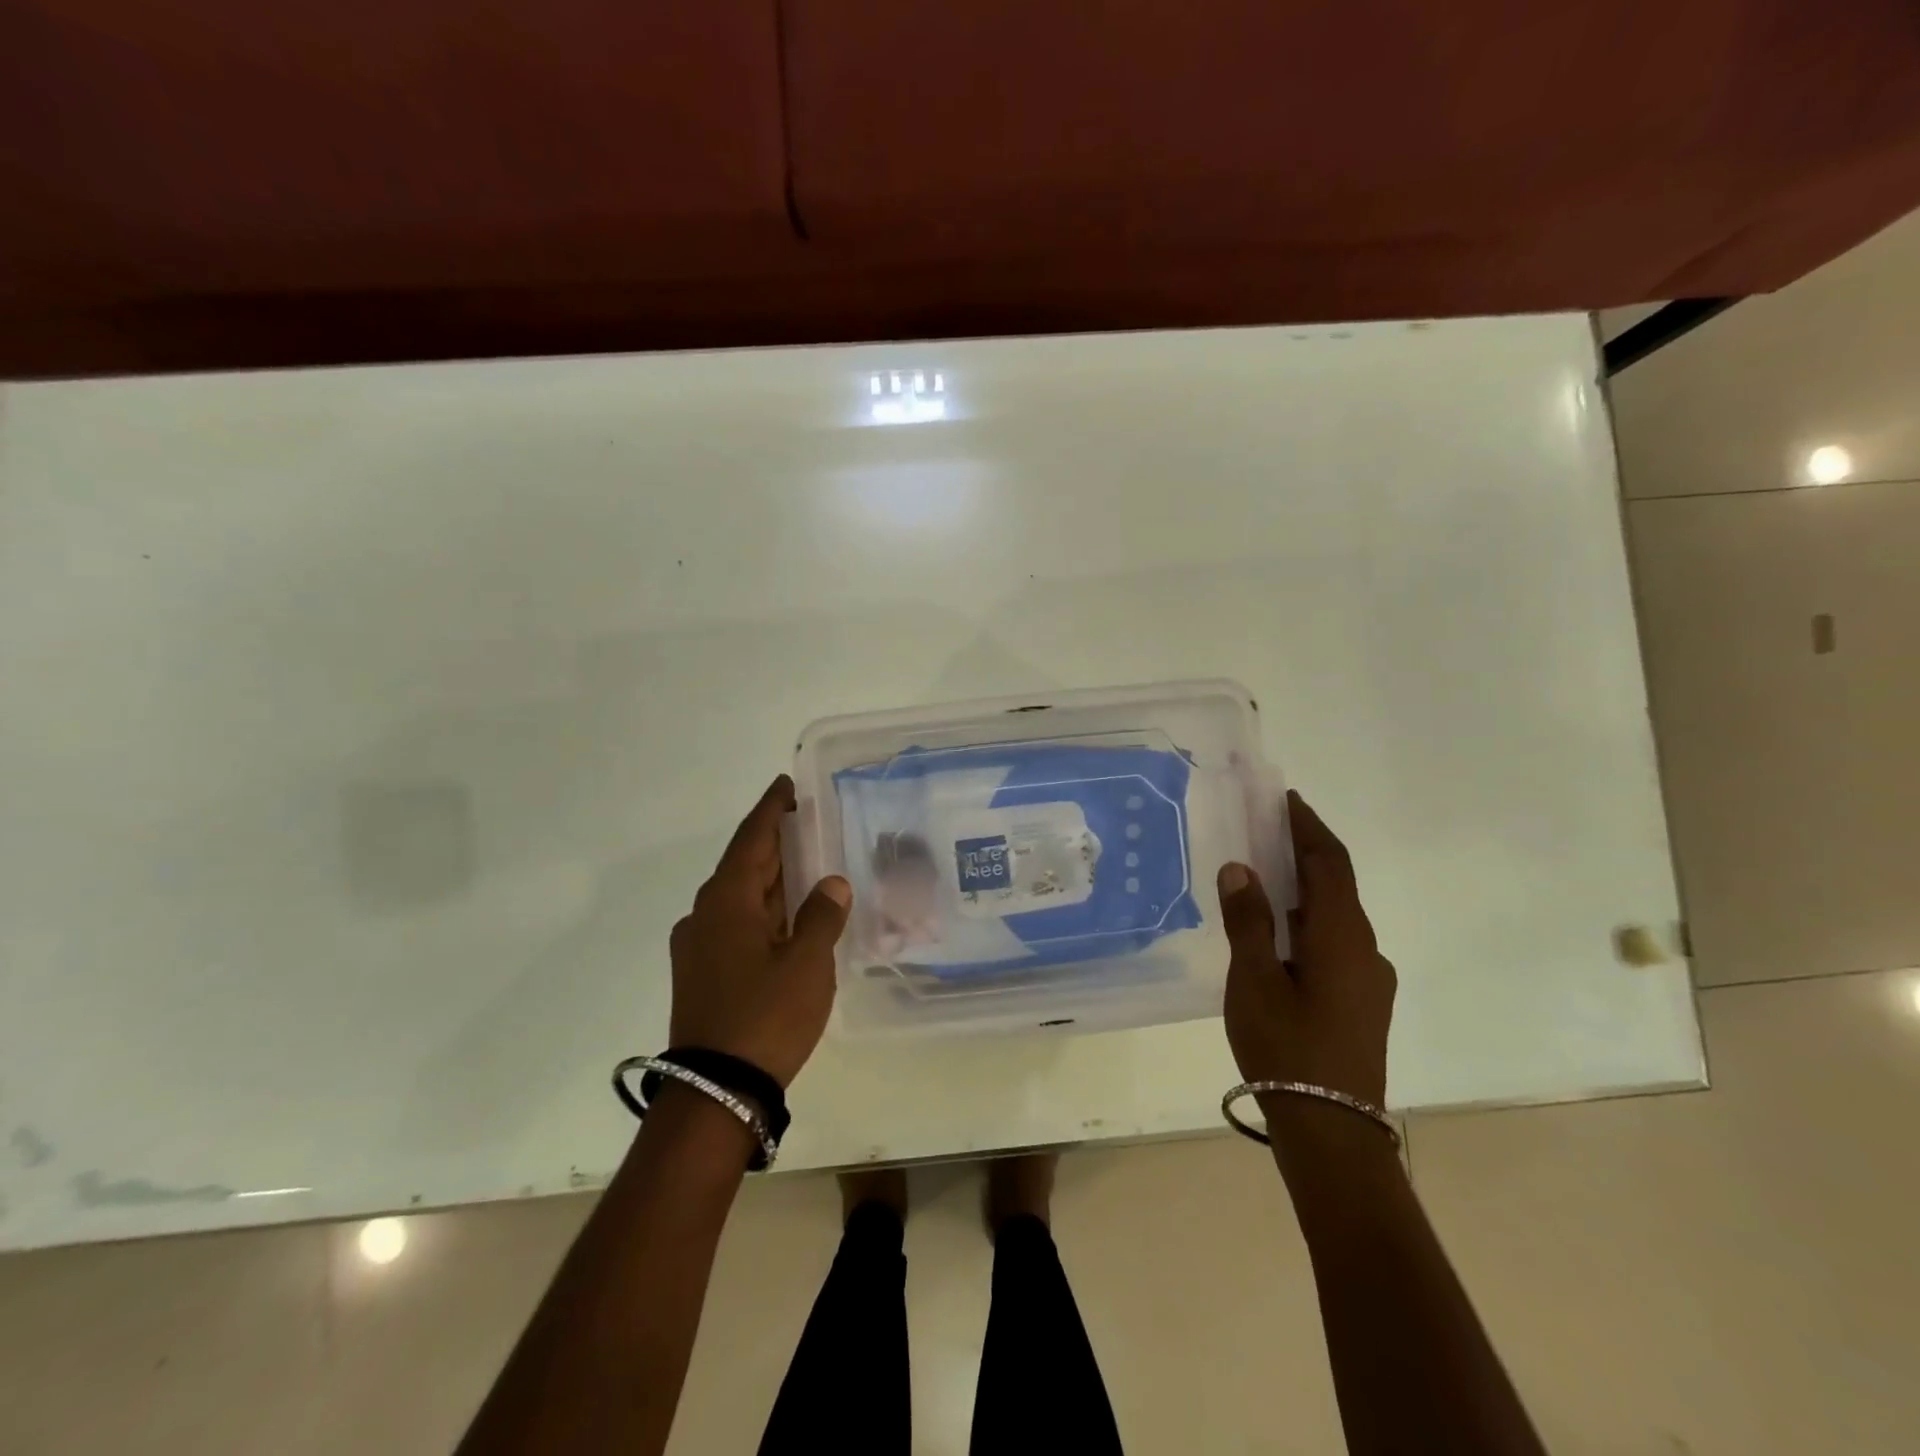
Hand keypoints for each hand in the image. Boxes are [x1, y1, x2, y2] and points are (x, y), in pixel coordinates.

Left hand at [668, 775, 852, 1088]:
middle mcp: (705, 914)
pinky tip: (788, 918)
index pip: (752, 838)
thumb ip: (821, 916)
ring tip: (806, 865)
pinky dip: (763, 910)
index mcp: (727, 900)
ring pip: (740, 897)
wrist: (716, 1092)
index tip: (786, 785)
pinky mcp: (702, 973)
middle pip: (744, 865)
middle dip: (775, 843)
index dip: (771, 809)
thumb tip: (831, 883)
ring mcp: (699, 945)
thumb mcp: (807, 963)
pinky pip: (736, 923)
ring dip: (771, 880)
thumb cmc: (765, 1016)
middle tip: (808, 822)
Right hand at [1217, 790, 1395, 1109]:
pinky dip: (1308, 919)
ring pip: (1336, 916)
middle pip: (1337, 884)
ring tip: (1265, 875)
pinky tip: (1279, 933)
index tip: (1286, 799)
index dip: (1307, 827)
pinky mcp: (1362, 1001)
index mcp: (1342, 935)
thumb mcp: (1253, 979)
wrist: (1332, 1130)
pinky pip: (1335, 941)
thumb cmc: (1286, 1047)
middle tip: (1267, 829)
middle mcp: (1365, 948)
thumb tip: (1240, 868)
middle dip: (1305, 852)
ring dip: (1305, 888)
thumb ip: (1247, 920)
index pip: (1329, 862)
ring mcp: (1368, 978)